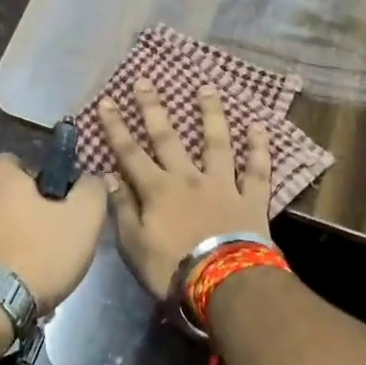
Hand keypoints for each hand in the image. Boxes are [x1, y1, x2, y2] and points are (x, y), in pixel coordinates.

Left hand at [0, 155, 107, 313]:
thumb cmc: (35, 255)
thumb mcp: (82, 220)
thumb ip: (92, 190)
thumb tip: (90, 179)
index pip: (27, 167)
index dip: (47, 191)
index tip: (59, 218)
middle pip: (5, 194)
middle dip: (23, 214)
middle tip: (45, 246)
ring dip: (4, 236)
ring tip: (24, 271)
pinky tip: (2, 283)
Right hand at [98, 81, 271, 300]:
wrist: (225, 284)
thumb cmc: (172, 269)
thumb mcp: (134, 246)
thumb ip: (122, 209)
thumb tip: (109, 177)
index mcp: (156, 190)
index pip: (129, 152)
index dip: (116, 127)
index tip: (106, 100)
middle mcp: (187, 178)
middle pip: (167, 137)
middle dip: (153, 108)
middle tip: (145, 80)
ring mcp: (221, 184)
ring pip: (216, 142)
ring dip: (210, 114)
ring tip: (207, 88)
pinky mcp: (250, 198)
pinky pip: (256, 170)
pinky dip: (259, 148)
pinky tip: (259, 126)